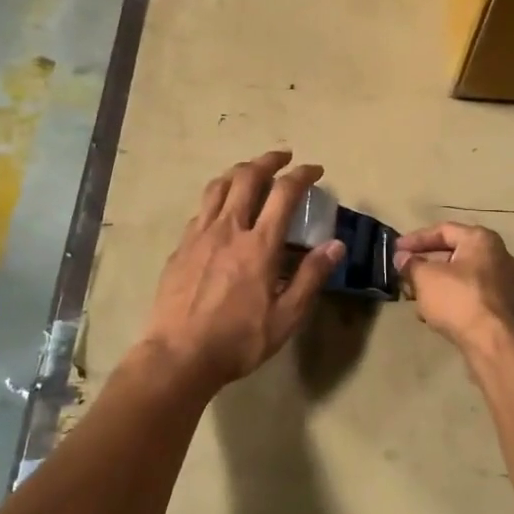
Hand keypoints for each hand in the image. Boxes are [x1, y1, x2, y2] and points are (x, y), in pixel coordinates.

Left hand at [139, 151, 343, 395]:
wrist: (177, 356)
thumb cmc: (237, 340)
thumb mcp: (286, 317)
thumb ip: (311, 277)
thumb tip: (336, 245)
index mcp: (258, 244)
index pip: (284, 193)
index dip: (302, 175)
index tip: (315, 170)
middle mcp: (228, 229)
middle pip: (247, 177)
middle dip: (268, 160)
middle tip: (283, 157)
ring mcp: (199, 235)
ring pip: (218, 186)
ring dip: (239, 171)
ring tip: (251, 170)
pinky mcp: (180, 247)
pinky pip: (201, 209)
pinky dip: (218, 197)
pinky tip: (222, 209)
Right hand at [395, 222, 513, 355]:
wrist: (497, 344)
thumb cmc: (459, 300)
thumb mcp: (425, 278)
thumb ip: (411, 264)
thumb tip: (402, 258)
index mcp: (482, 240)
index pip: (443, 230)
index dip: (416, 239)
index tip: (396, 250)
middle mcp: (500, 256)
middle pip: (454, 254)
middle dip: (426, 265)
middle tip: (404, 276)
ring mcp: (507, 284)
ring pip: (463, 278)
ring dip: (437, 286)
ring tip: (416, 300)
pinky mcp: (507, 309)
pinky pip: (473, 297)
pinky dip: (453, 301)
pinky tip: (435, 316)